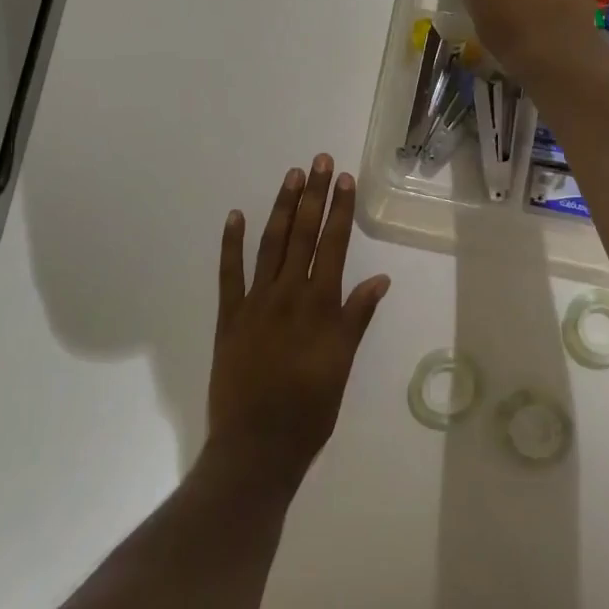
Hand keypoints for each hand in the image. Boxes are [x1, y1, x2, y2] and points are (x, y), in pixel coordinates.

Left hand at [207, 155, 390, 491]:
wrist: (256, 447)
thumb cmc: (310, 410)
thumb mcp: (342, 365)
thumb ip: (357, 317)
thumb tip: (379, 278)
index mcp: (320, 305)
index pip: (333, 245)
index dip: (340, 210)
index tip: (344, 179)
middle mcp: (288, 294)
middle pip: (303, 234)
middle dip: (313, 195)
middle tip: (319, 161)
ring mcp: (255, 302)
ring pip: (270, 244)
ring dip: (281, 208)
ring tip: (291, 177)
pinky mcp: (228, 316)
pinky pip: (229, 273)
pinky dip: (231, 243)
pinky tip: (236, 216)